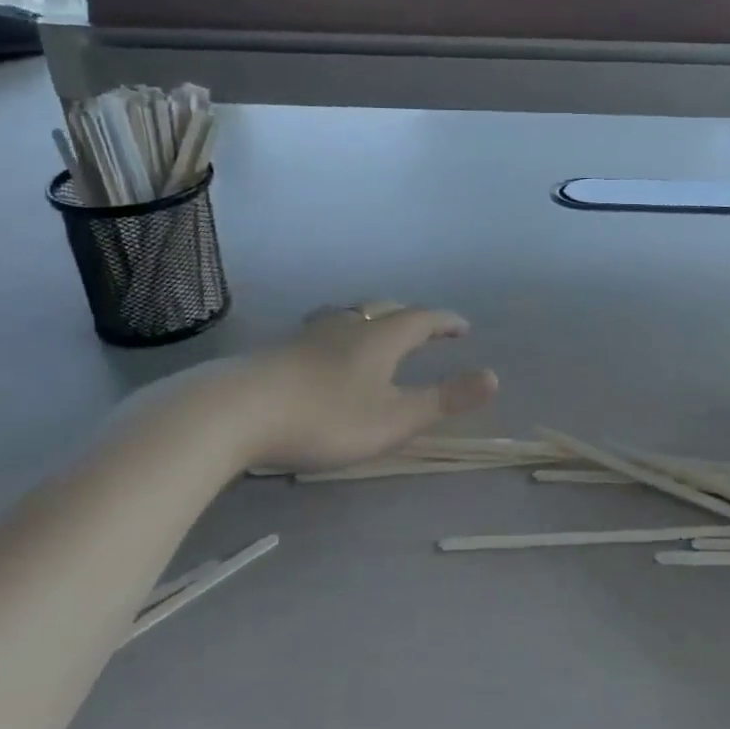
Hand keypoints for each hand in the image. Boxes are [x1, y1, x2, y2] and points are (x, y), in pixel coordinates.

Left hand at [174, 303, 497, 475]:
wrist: (235, 412)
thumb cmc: (326, 417)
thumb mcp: (395, 418)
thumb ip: (444, 399)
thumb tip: (494, 377)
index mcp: (381, 337)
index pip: (423, 319)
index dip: (446, 322)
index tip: (463, 328)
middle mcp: (347, 325)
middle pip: (384, 310)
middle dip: (410, 318)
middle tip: (425, 329)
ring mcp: (308, 335)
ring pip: (348, 316)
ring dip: (370, 321)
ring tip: (374, 332)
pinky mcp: (277, 351)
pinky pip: (320, 332)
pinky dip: (338, 336)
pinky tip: (323, 355)